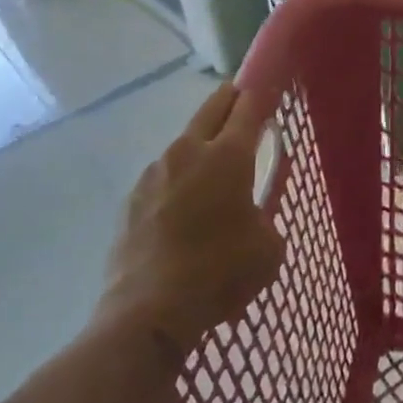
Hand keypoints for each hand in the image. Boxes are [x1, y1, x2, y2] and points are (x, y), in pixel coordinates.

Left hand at [102, 84, 284, 355]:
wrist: (148, 312)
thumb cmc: (220, 273)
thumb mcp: (268, 247)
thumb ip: (266, 215)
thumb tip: (252, 213)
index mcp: (228, 155)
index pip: (249, 107)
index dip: (263, 95)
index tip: (271, 91)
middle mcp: (189, 151)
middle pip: (212, 109)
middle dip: (230, 100)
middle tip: (243, 103)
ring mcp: (154, 173)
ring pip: (184, 142)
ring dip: (201, 144)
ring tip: (212, 168)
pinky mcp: (132, 198)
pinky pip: (163, 175)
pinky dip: (178, 178)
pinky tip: (183, 206)